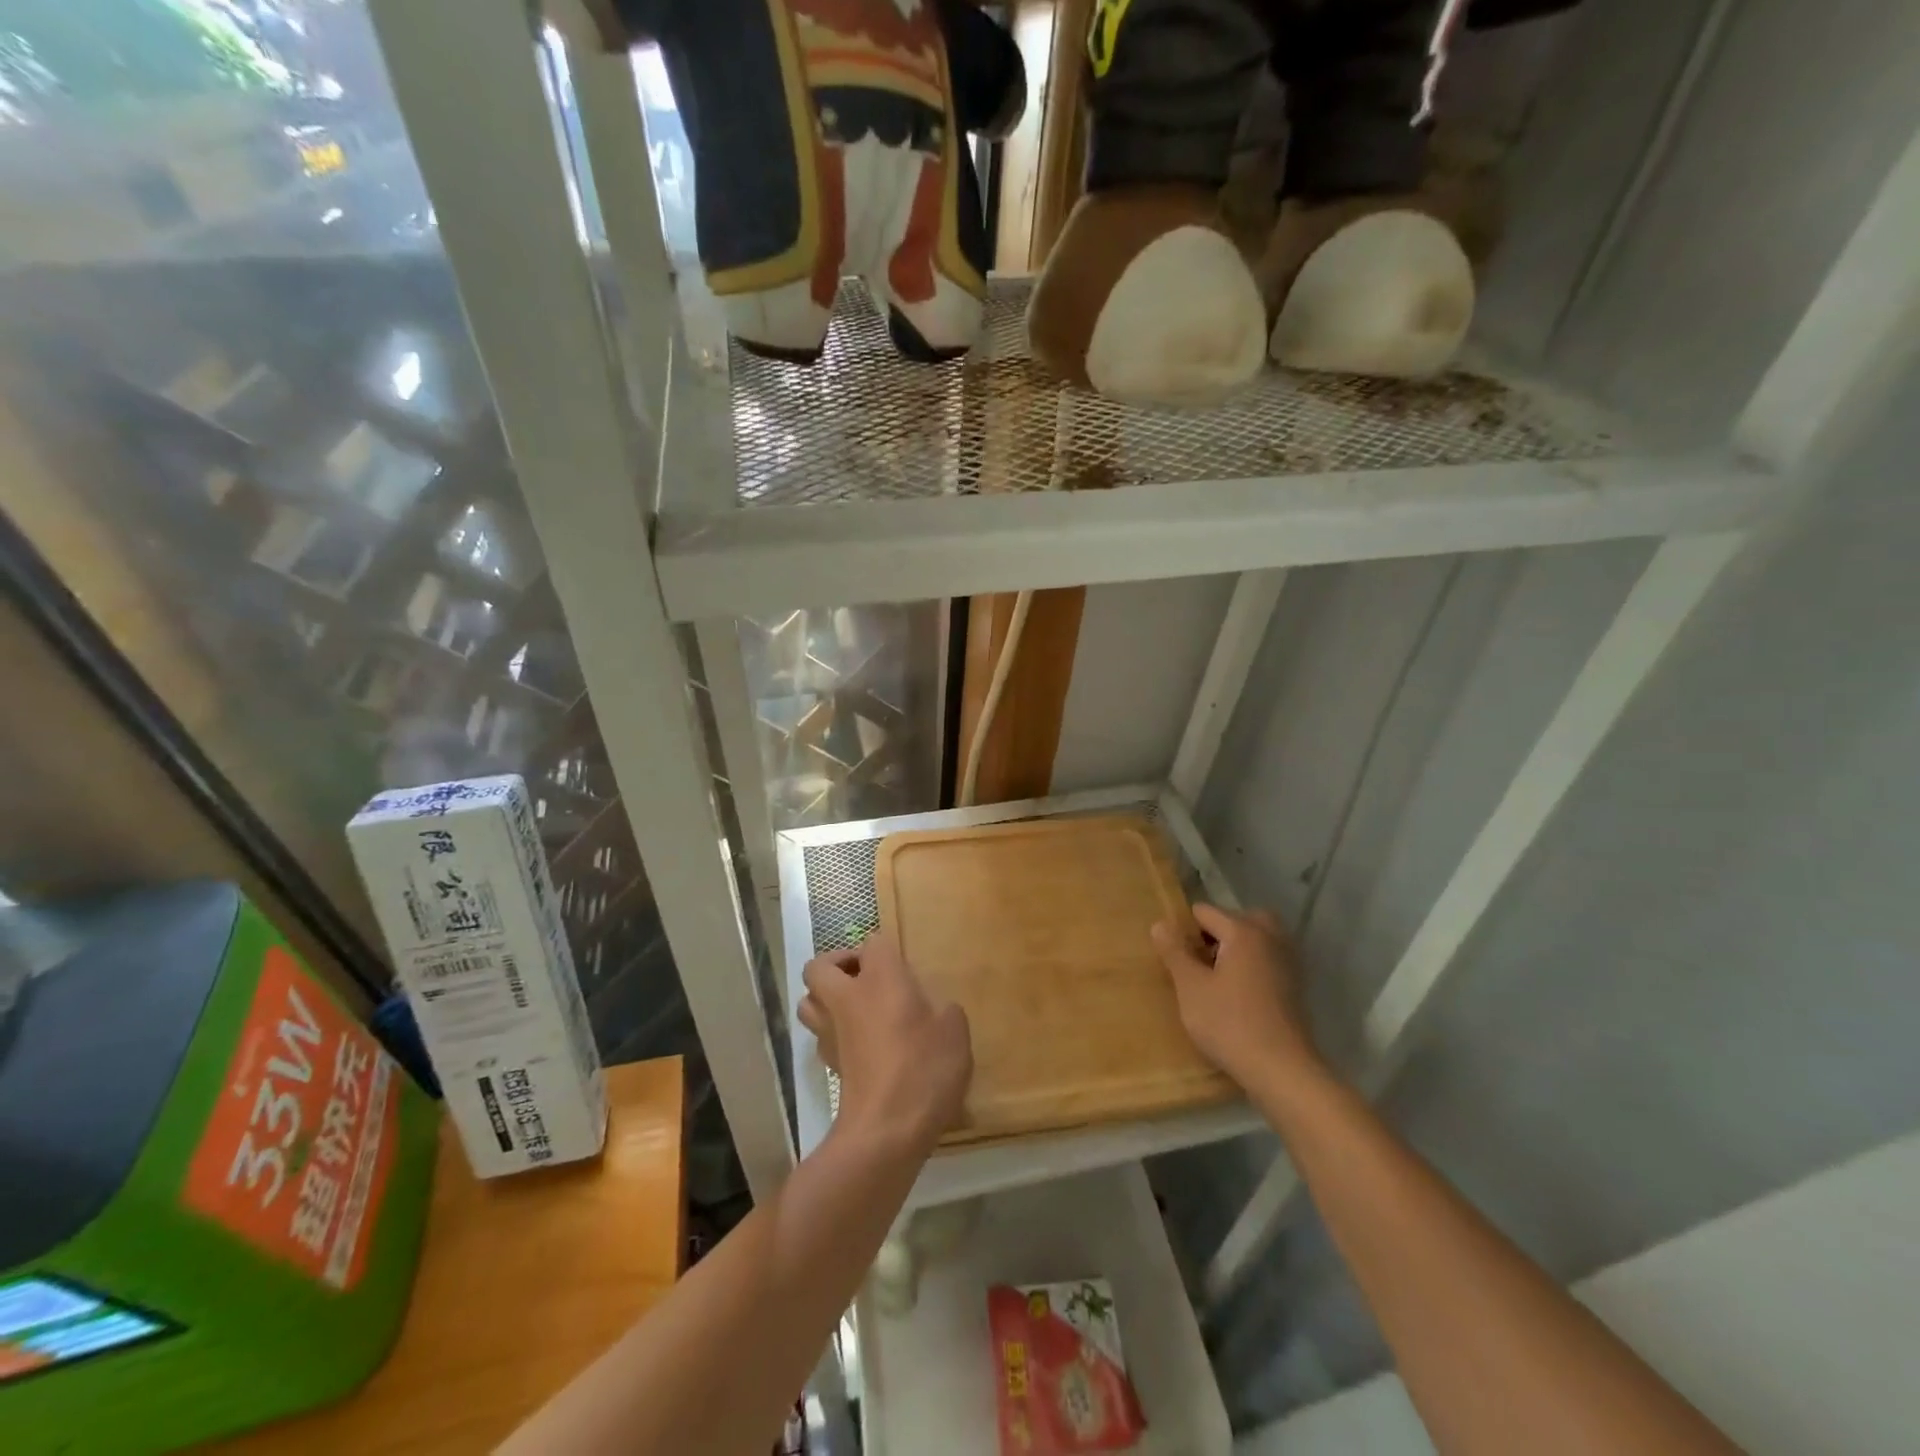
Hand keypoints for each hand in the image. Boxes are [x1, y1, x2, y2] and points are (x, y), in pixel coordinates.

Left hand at [798, 934, 971, 1153]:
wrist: (886, 1129)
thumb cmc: (924, 1067)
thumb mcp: (955, 1031)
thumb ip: (944, 1011)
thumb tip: (934, 1012)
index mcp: (881, 977)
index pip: (873, 942)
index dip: (886, 950)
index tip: (903, 969)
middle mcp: (847, 997)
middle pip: (819, 966)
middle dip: (837, 965)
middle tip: (866, 978)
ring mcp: (831, 1032)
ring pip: (808, 1002)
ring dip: (825, 999)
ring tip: (857, 1009)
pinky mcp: (829, 1065)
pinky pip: (821, 1037)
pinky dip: (834, 1033)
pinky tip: (861, 1046)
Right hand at [1151, 904, 1325, 1095]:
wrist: (1281, 1070)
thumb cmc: (1229, 1023)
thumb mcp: (1190, 987)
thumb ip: (1174, 952)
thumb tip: (1160, 924)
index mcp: (1243, 931)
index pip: (1206, 912)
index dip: (1185, 929)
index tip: (1175, 956)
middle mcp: (1270, 938)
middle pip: (1238, 919)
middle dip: (1217, 933)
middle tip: (1200, 960)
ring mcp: (1287, 962)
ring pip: (1257, 939)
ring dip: (1237, 948)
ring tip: (1216, 977)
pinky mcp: (1295, 986)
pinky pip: (1268, 960)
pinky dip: (1253, 965)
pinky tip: (1238, 994)